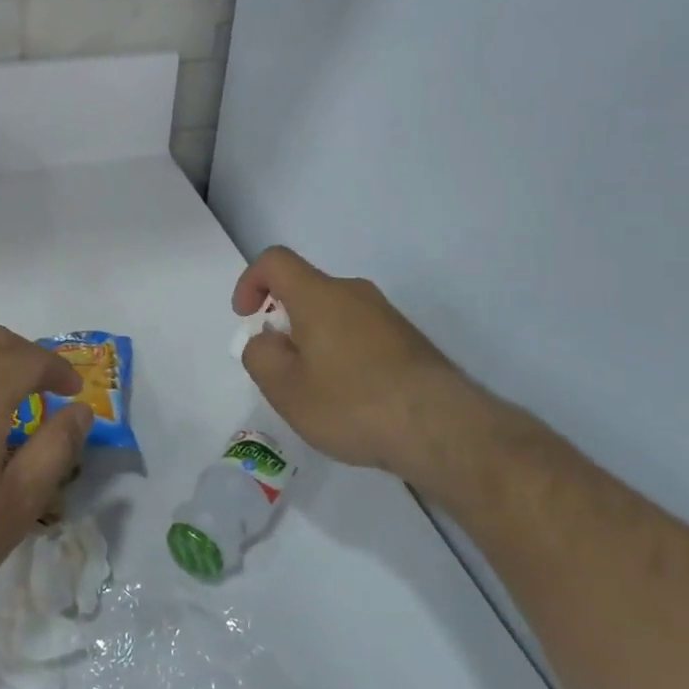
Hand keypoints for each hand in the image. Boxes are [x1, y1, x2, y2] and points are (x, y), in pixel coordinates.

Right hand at [232, 246, 501, 482]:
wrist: (441, 428)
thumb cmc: (351, 403)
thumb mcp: (285, 388)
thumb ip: (260, 355)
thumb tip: (268, 339)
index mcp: (319, 295)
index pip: (275, 261)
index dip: (250, 281)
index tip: (246, 317)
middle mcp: (355, 293)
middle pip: (307, 289)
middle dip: (284, 320)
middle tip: (280, 367)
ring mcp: (387, 316)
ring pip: (335, 314)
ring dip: (314, 340)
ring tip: (316, 390)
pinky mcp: (409, 341)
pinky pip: (361, 334)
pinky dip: (343, 354)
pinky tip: (351, 399)